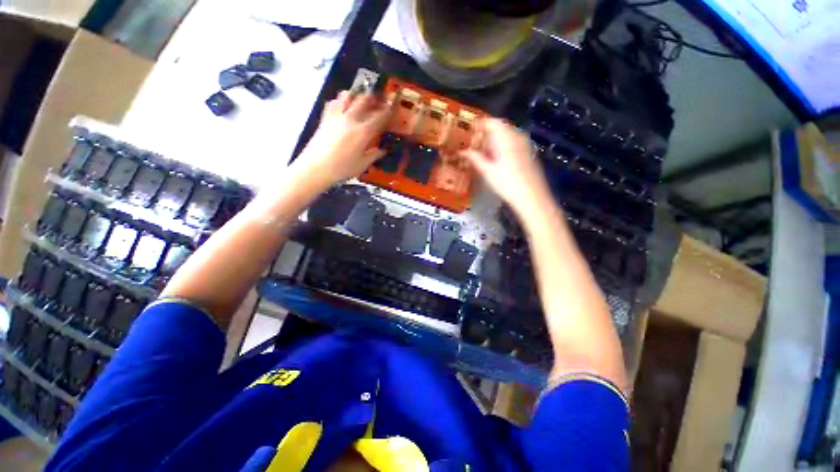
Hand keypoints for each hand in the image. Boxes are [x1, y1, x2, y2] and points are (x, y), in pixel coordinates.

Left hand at [294, 91, 391, 189]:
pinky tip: (342, 106)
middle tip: (378, 100)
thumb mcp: (362, 164)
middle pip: (364, 100)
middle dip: (373, 98)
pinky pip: (333, 102)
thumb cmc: (342, 168)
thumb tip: (383, 151)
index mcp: (363, 131)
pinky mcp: (325, 118)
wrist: (317, 167)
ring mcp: (336, 116)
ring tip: (360, 100)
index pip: (380, 116)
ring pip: (347, 95)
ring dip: (356, 95)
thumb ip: (374, 155)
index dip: (388, 111)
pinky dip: (340, 101)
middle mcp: (351, 119)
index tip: (392, 109)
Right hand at [461, 118, 551, 215]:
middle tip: (474, 140)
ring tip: (483, 148)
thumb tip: (462, 151)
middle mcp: (516, 136)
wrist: (531, 196)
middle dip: (487, 131)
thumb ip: (475, 158)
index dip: (479, 123)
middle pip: (500, 127)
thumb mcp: (487, 171)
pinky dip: (503, 144)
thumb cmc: (506, 183)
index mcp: (505, 138)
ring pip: (507, 134)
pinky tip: (497, 156)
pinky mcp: (528, 152)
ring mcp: (524, 144)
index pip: (491, 122)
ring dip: (495, 138)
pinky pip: (513, 141)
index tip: (469, 129)